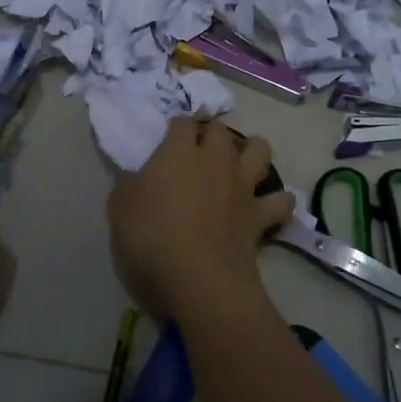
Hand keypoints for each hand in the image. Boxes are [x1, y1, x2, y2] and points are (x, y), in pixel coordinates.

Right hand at [108, 118, 294, 322]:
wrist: (198, 279)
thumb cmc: (151, 238)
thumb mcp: (120, 209)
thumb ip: (130, 185)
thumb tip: (137, 177)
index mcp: (179, 152)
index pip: (182, 122)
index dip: (177, 127)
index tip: (169, 138)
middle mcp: (215, 160)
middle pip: (221, 130)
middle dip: (212, 133)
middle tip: (200, 150)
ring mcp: (242, 186)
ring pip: (260, 150)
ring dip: (252, 151)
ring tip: (241, 163)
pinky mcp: (260, 216)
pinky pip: (281, 201)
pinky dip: (278, 201)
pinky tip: (270, 207)